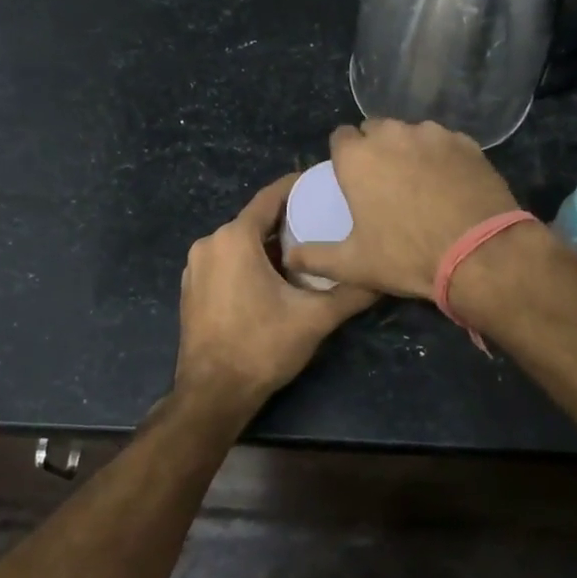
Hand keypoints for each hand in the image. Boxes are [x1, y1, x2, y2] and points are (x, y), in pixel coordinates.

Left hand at [174, 172, 376, 405]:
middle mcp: (210, 243)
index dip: (299, 187)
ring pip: (240, 243)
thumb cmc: (262, 346)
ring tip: (308, 251)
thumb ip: (352, 292)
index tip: (325, 184)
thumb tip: (385, 276)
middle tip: (326, 223)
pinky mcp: (192, 289)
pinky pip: (226, 262)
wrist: (213, 394)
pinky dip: (250, 262)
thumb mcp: (315, 318)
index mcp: (234, 238)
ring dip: (270, 245)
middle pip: (256, 221)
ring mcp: (195, 267)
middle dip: (289, 220)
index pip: (271, 197)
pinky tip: (276, 279)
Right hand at [285, 120, 519, 299]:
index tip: (351, 179)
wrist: (479, 253)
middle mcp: (393, 135)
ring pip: (412, 133)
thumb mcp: (353, 265)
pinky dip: (442, 157)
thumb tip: (290, 256)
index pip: (340, 137)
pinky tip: (450, 184)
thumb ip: (315, 257)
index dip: (344, 156)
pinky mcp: (467, 143)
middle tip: (385, 183)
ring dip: (410, 150)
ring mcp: (434, 134)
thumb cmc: (407, 256)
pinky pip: (445, 142)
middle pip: (376, 130)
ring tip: (420, 183)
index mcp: (358, 157)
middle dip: (376, 149)